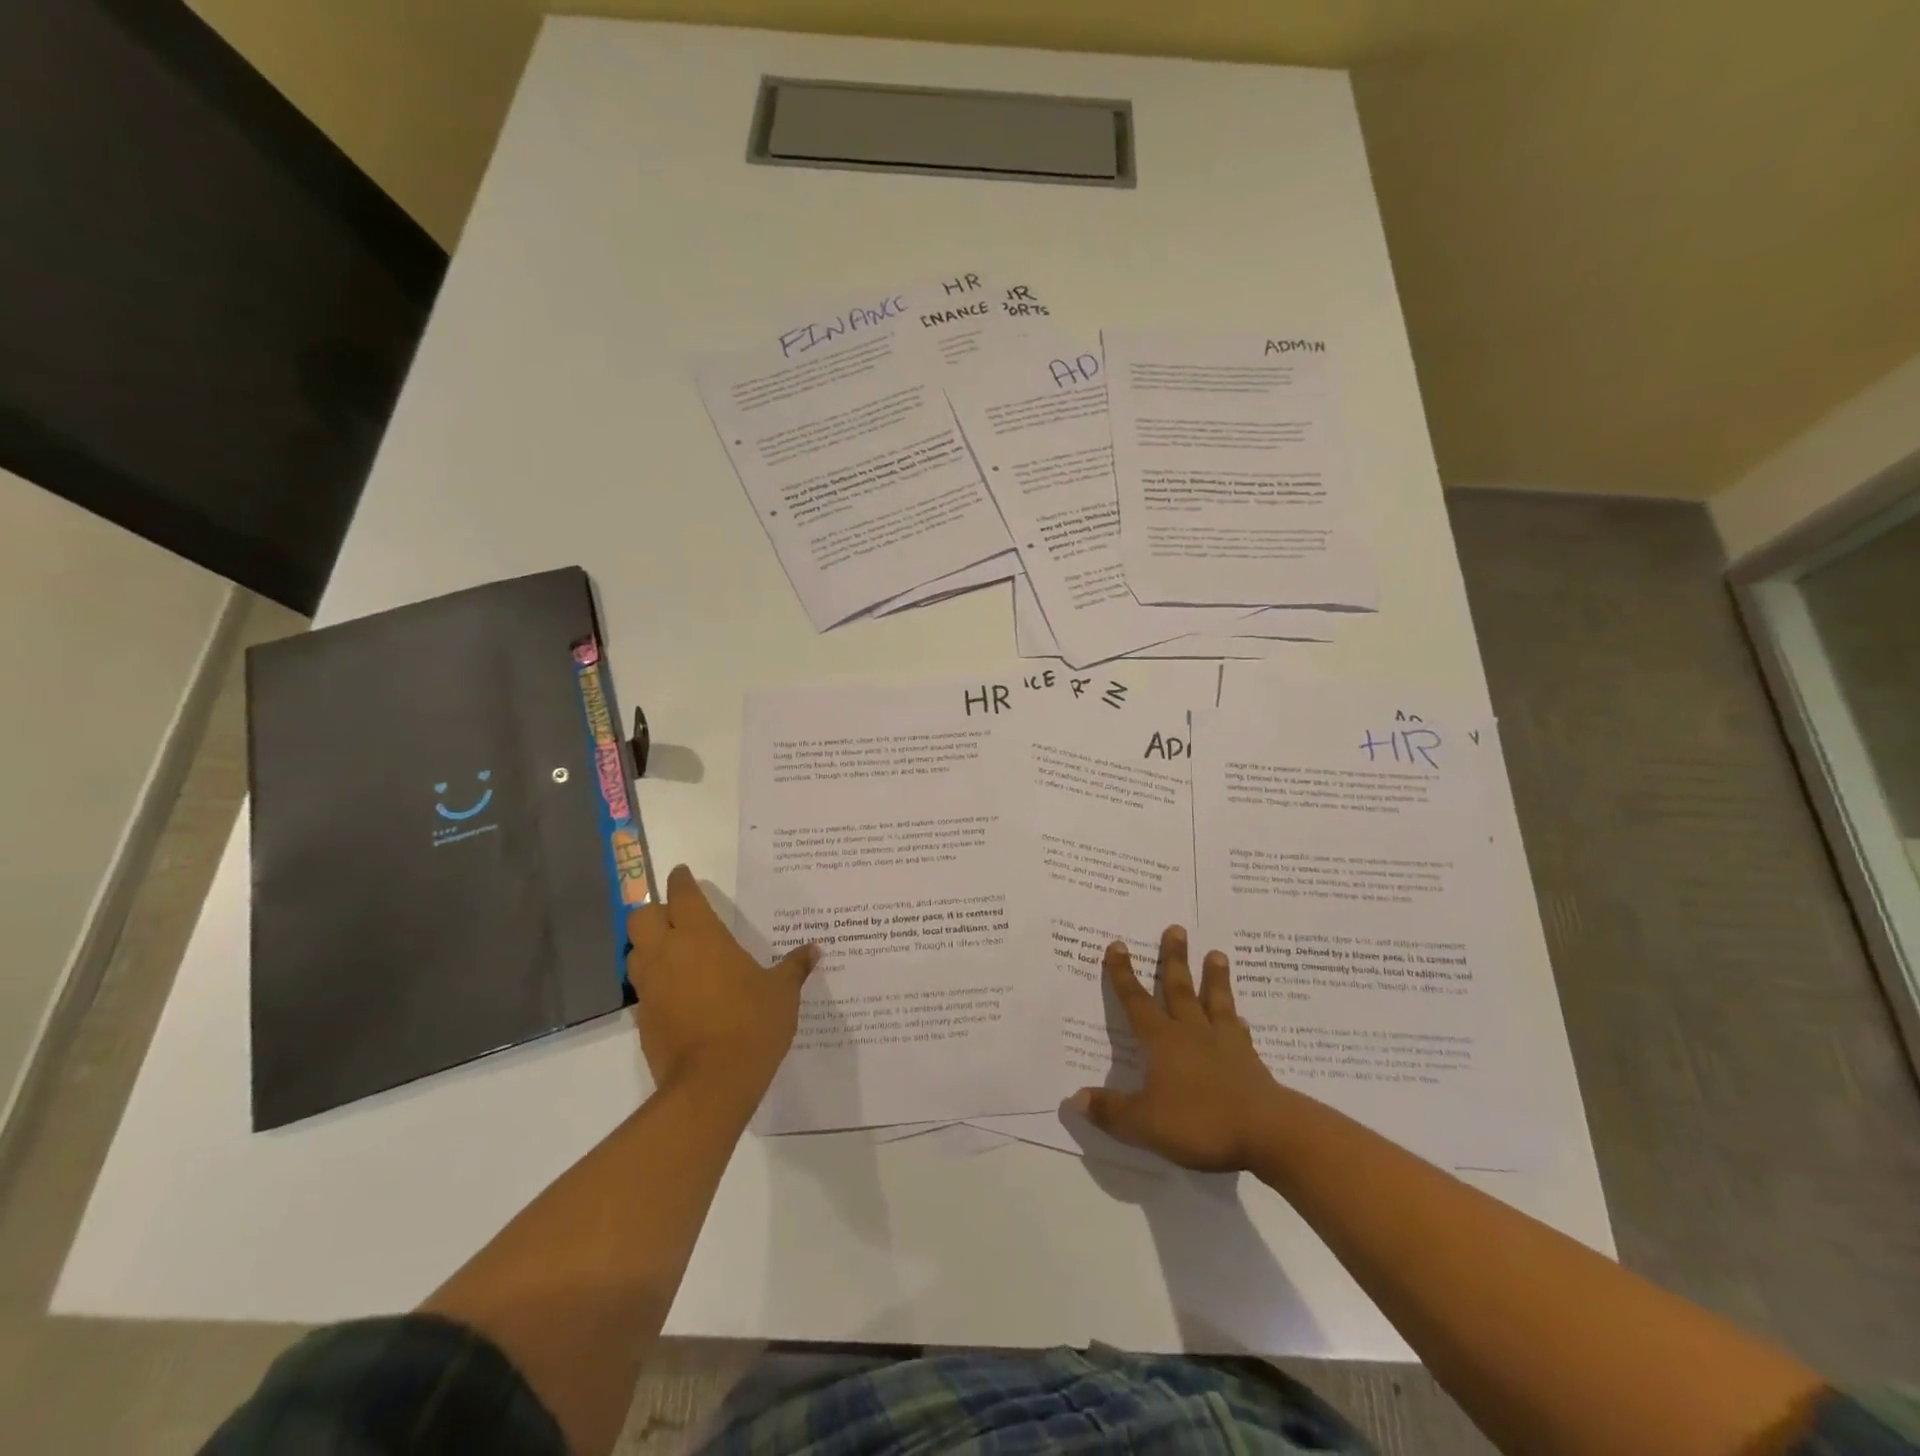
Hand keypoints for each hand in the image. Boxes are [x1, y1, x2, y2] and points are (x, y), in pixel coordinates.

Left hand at [626, 866, 817, 1117]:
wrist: (712, 1084)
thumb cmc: (751, 1024)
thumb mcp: (782, 993)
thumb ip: (794, 967)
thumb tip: (814, 950)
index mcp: (701, 937)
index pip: (682, 895)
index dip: (681, 881)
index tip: (683, 873)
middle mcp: (668, 954)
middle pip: (642, 917)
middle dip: (656, 910)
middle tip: (677, 914)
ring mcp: (650, 988)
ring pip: (634, 951)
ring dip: (648, 944)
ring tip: (673, 951)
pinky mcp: (643, 1019)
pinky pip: (642, 987)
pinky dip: (653, 981)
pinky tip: (676, 992)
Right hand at [1068, 927, 1282, 1171]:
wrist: (1269, 1134)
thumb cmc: (1201, 1123)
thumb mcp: (1144, 1124)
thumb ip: (1110, 1110)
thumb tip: (1072, 1099)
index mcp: (1163, 1041)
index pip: (1136, 1001)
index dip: (1124, 974)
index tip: (1118, 945)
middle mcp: (1192, 1033)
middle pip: (1180, 989)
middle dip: (1174, 959)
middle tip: (1176, 928)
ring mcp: (1225, 1045)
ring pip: (1216, 1002)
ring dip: (1214, 978)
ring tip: (1217, 954)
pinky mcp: (1251, 1063)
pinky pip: (1240, 1033)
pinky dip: (1237, 1022)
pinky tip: (1241, 1019)